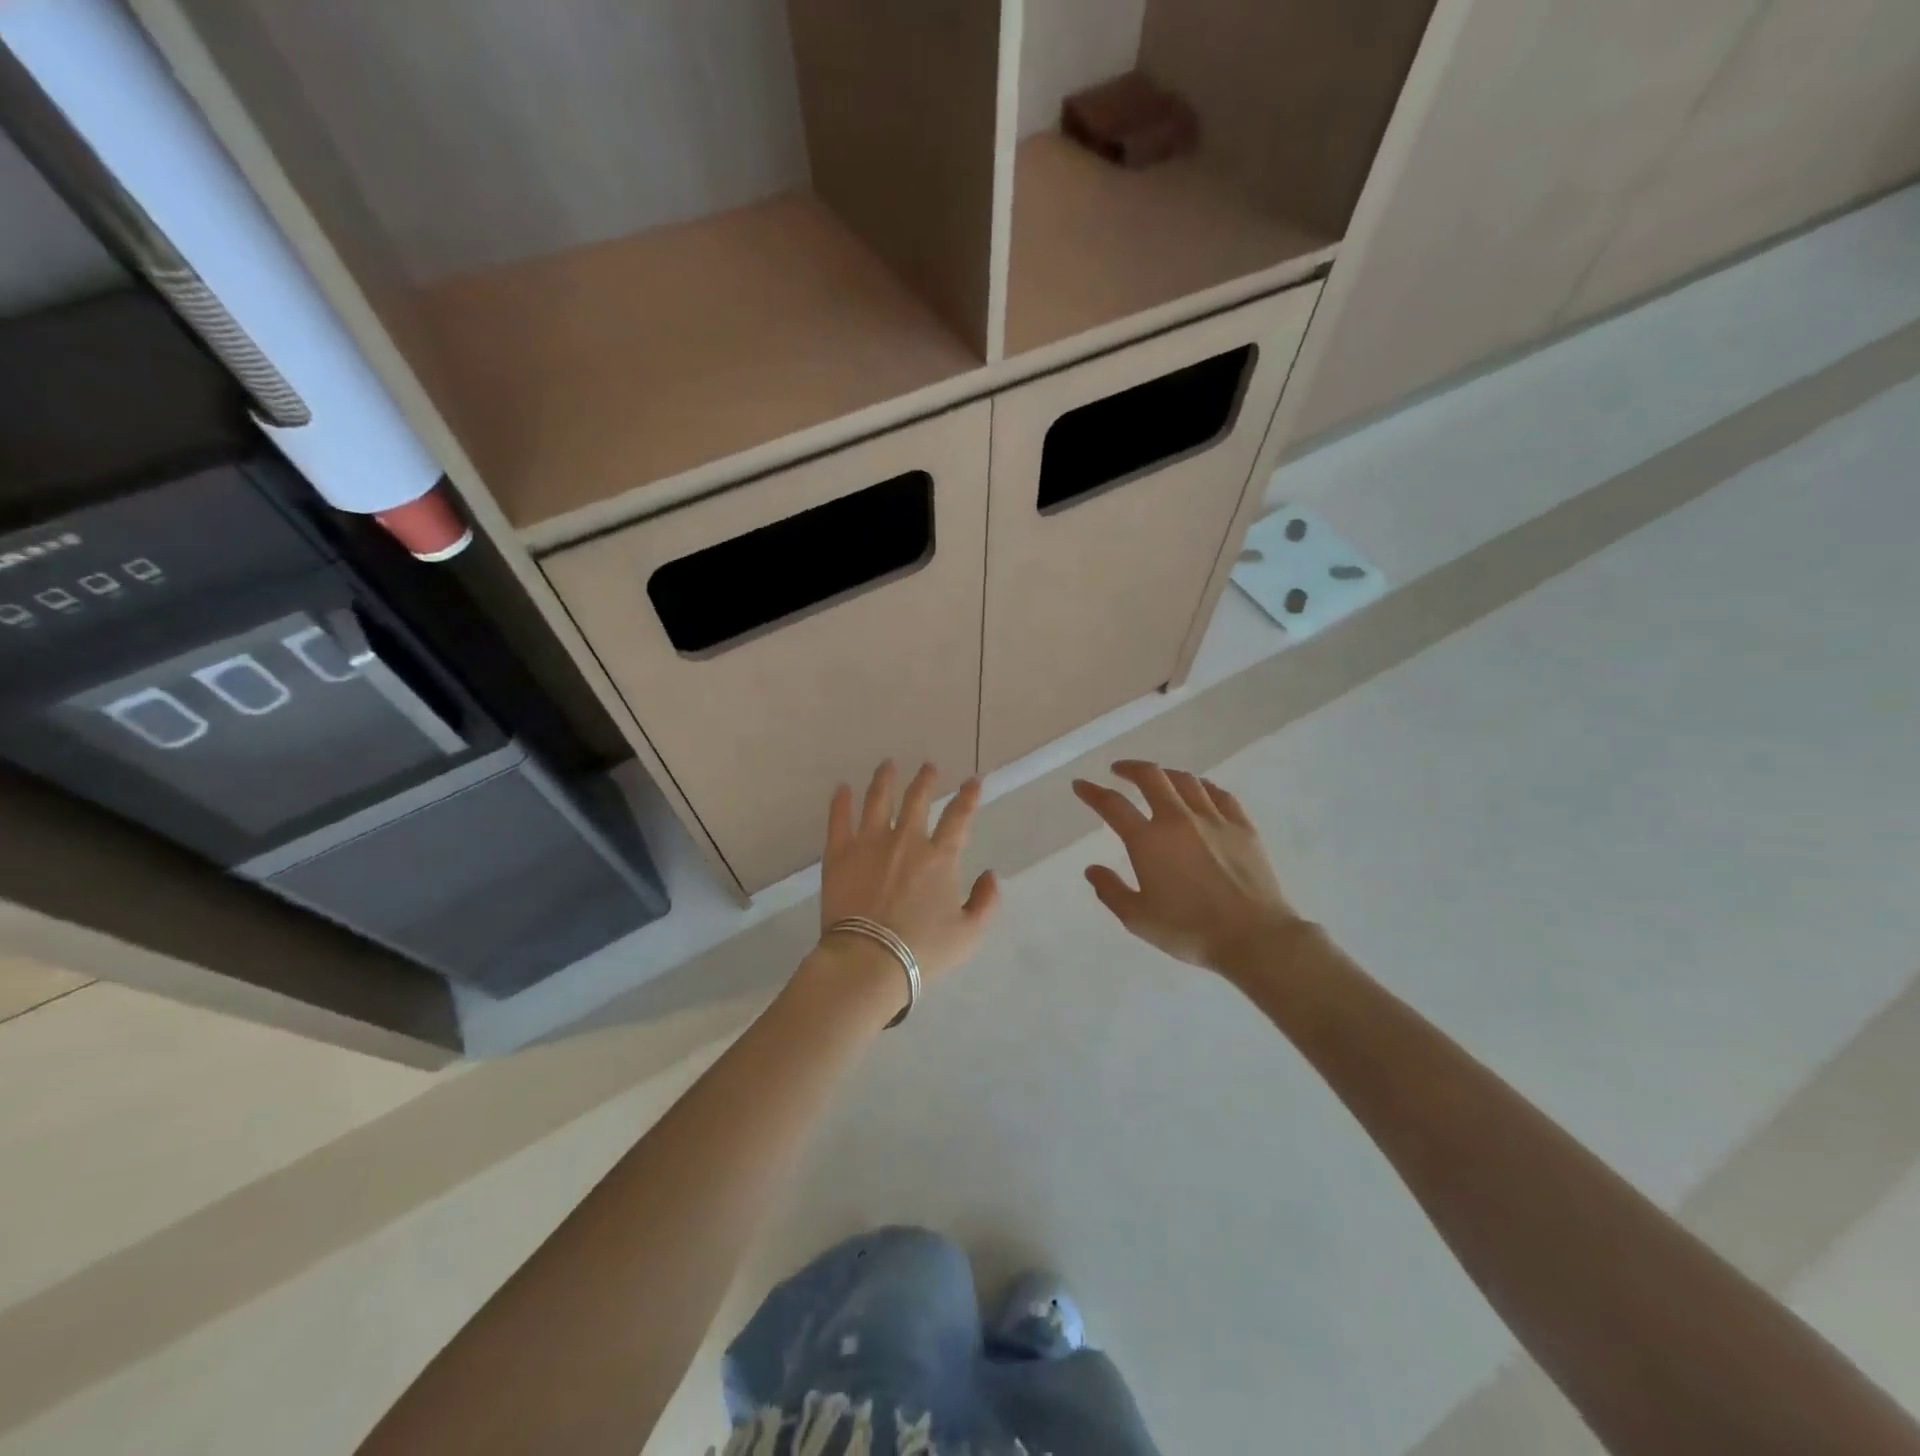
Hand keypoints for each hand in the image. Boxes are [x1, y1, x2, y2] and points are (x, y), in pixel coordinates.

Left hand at [817, 761, 1000, 987]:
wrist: (869, 960)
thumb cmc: (923, 950)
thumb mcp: (969, 934)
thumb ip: (986, 901)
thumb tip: (991, 875)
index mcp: (940, 857)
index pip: (958, 817)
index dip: (968, 796)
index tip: (973, 781)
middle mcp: (906, 840)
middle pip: (917, 800)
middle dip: (925, 779)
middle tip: (929, 766)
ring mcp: (870, 844)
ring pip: (878, 800)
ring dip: (884, 779)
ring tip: (887, 764)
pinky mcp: (839, 854)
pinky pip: (839, 820)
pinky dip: (841, 802)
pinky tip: (842, 788)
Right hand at [1073, 761, 1304, 978]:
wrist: (1254, 937)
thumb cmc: (1189, 930)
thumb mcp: (1138, 919)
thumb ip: (1111, 891)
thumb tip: (1092, 869)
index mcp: (1148, 840)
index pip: (1112, 805)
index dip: (1092, 792)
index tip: (1081, 785)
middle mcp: (1178, 819)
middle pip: (1151, 777)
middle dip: (1130, 768)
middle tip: (1119, 770)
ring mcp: (1213, 819)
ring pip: (1186, 780)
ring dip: (1165, 774)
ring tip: (1157, 778)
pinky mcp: (1242, 826)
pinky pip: (1219, 794)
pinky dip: (1202, 787)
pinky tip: (1199, 791)